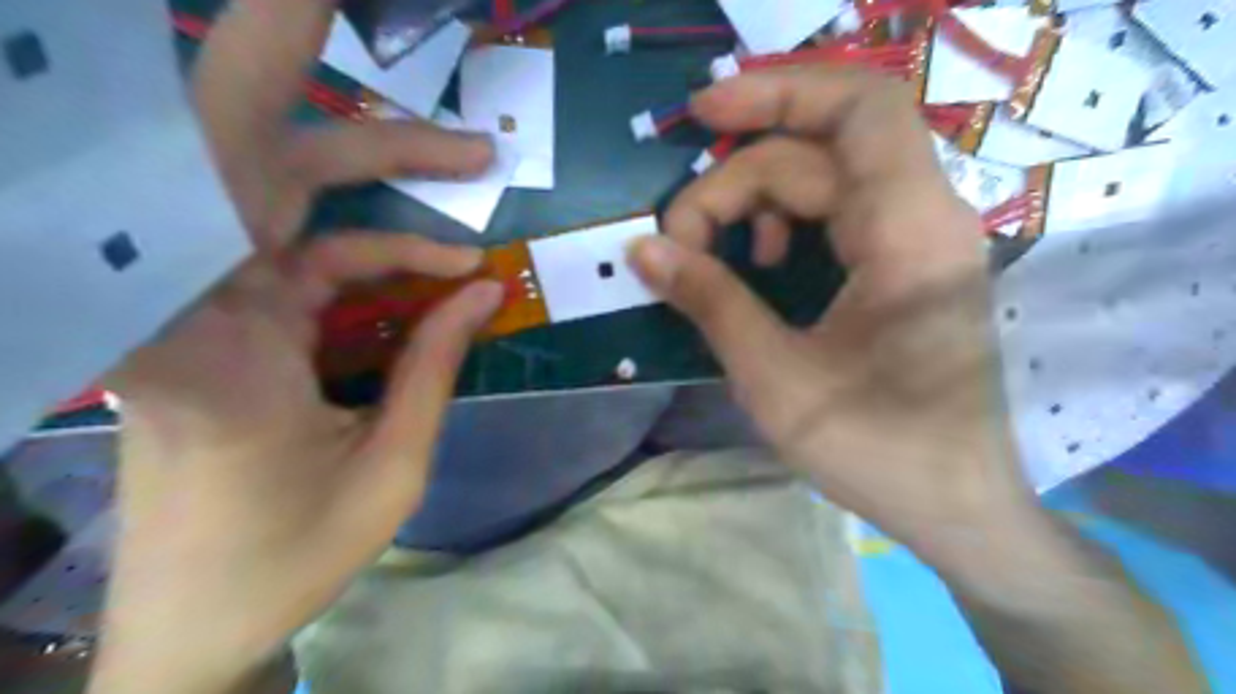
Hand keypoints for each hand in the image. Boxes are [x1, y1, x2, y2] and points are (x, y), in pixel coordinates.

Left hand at [89, 3, 501, 690]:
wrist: (201, 615)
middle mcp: (202, 300)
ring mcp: (221, 305)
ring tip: (473, 172)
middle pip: (267, 162)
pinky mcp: (244, 321)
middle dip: (354, 119)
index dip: (244, 74)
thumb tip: (483, 288)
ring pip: (299, 203)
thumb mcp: (390, 467)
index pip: (212, 184)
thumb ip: (433, 367)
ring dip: (387, 182)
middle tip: (443, 104)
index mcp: (216, 341)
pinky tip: (442, 272)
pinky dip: (386, 256)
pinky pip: (319, 259)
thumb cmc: (289, 555)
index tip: (304, 4)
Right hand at [630, 64, 1035, 563]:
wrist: (955, 505)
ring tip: (721, 256)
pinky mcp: (903, 264)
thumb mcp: (777, 379)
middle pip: (816, 152)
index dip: (778, 91)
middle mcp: (922, 218)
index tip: (701, 115)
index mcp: (909, 235)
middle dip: (734, 183)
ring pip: (823, 178)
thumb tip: (642, 249)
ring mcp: (916, 239)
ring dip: (757, 202)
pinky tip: (765, 264)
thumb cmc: (876, 450)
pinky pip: (837, 211)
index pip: (858, 110)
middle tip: (679, 241)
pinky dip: (786, 222)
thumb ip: (710, 303)